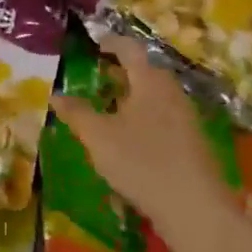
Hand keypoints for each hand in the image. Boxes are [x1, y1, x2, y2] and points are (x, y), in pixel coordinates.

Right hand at [50, 33, 236, 244]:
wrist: (195, 208)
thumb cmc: (142, 162)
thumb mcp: (99, 137)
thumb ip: (77, 113)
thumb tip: (56, 95)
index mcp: (150, 81)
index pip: (130, 49)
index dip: (111, 43)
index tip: (96, 43)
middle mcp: (172, 92)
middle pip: (147, 72)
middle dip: (123, 71)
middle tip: (100, 76)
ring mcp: (188, 118)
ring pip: (157, 96)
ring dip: (135, 96)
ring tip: (113, 109)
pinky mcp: (194, 143)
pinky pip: (166, 118)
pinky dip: (147, 118)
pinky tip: (134, 139)